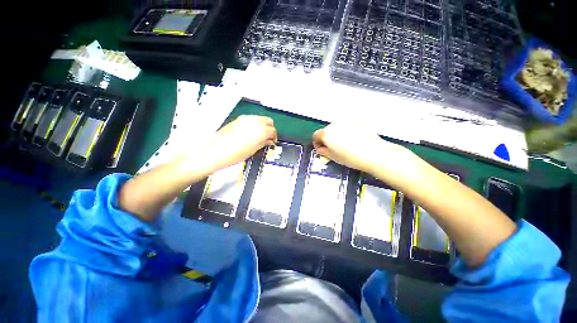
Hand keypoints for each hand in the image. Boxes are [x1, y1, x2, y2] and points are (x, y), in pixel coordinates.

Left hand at [194, 115, 276, 173]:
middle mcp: (254, 121)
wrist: (216, 152)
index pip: (273, 130)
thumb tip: (269, 140)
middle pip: (268, 121)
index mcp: (261, 130)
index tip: (272, 141)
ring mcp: (245, 119)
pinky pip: (251, 119)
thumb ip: (264, 142)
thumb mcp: (254, 149)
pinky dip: (254, 124)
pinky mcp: (238, 119)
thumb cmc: (236, 154)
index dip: (274, 137)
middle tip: (267, 137)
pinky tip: (250, 133)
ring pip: (260, 118)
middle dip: (270, 129)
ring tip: (259, 136)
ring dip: (262, 126)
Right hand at [312, 123, 414, 177]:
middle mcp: (334, 125)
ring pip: (337, 128)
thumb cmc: (350, 158)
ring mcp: (347, 122)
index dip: (317, 143)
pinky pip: (348, 127)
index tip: (321, 149)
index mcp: (326, 134)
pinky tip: (355, 140)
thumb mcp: (333, 157)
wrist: (374, 153)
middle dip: (327, 138)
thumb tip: (320, 148)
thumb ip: (323, 151)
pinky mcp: (358, 123)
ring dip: (337, 134)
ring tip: (345, 144)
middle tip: (333, 148)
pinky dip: (347, 132)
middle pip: (326, 130)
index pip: (316, 135)